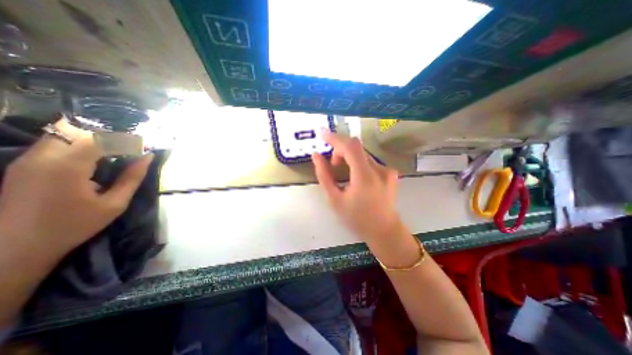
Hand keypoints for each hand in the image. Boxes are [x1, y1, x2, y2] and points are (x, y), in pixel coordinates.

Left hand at [0, 119, 151, 259]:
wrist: (15, 248)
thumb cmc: (74, 226)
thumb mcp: (114, 204)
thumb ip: (132, 178)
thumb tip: (147, 157)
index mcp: (67, 167)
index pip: (99, 138)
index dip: (125, 138)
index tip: (144, 145)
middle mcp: (42, 156)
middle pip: (76, 129)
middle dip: (107, 134)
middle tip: (129, 146)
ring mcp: (27, 159)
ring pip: (63, 133)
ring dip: (92, 138)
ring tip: (115, 150)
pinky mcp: (23, 164)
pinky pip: (54, 143)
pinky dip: (78, 144)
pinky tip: (94, 158)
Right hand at [311, 132, 404, 242]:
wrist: (384, 230)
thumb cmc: (356, 218)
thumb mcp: (334, 199)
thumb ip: (324, 175)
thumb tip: (316, 155)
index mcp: (365, 178)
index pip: (350, 147)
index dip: (335, 138)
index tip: (322, 134)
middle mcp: (380, 169)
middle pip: (356, 147)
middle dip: (340, 150)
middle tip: (333, 165)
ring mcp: (388, 170)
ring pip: (362, 154)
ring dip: (349, 157)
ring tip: (342, 171)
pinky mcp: (391, 172)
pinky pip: (369, 160)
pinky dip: (358, 162)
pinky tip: (356, 177)